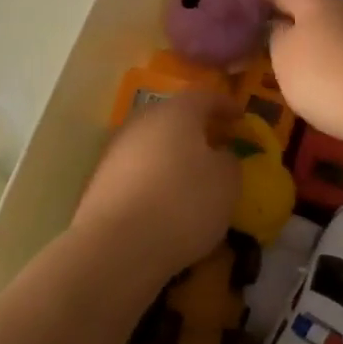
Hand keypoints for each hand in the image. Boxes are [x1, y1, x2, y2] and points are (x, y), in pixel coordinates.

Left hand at [72, 90, 239, 282]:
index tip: (241, 117)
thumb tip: (219, 155)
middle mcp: (142, 122)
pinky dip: (155, 178)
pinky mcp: (101, 182)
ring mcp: (116, 151)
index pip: (204, 96)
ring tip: (193, 177)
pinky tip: (166, 201)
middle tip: (217, 145)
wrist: (117, 246)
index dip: (225, 105)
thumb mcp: (227, 182)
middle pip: (173, 117)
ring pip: (153, 144)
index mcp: (175, 112)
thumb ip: (229, 161)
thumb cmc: (183, 203)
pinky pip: (137, 171)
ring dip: (173, 155)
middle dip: (196, 129)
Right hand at [243, 0, 342, 154]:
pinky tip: (314, 64)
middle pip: (303, 2)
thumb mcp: (284, 57)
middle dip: (279, 8)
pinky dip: (322, 49)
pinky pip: (340, 44)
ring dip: (302, 30)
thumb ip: (274, 36)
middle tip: (253, 16)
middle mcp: (341, 5)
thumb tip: (278, 26)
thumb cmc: (326, 77)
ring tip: (280, 43)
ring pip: (323, 23)